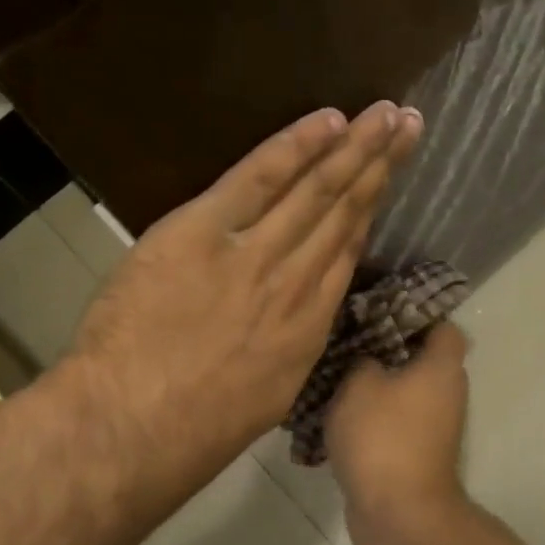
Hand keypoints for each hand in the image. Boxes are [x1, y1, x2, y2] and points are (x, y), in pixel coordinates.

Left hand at [64, 101, 422, 529]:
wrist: (136, 427)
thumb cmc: (196, 429)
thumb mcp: (266, 396)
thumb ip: (288, 349)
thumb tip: (296, 320)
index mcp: (308, 326)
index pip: (346, 252)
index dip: (370, 211)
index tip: (388, 178)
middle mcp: (296, 282)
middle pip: (345, 212)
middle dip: (380, 165)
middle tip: (409, 123)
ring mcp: (254, 254)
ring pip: (316, 191)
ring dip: (355, 147)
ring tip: (386, 114)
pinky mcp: (203, 232)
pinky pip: (258, 179)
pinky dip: (295, 147)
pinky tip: (327, 121)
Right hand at [327, 321, 470, 538]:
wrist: (398, 513)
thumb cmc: (383, 436)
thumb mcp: (359, 384)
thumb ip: (362, 359)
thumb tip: (368, 360)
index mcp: (442, 367)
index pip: (441, 325)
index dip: (413, 313)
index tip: (376, 309)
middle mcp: (447, 393)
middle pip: (419, 358)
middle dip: (384, 349)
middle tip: (346, 340)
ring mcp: (434, 426)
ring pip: (403, 391)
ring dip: (374, 386)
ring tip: (333, 375)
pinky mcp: (416, 453)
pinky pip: (393, 422)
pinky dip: (371, 418)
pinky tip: (336, 414)